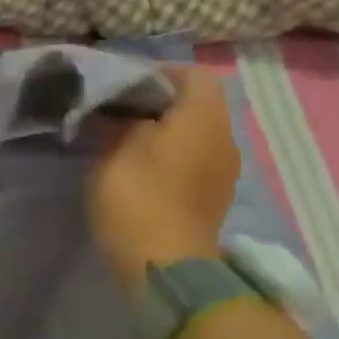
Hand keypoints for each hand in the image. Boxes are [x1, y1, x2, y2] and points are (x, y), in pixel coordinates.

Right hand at [87, 65, 239, 292]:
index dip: (157, 73)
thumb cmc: (138, 196)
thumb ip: (119, 120)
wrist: (164, 265)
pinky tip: (138, 170)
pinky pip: (192, 161)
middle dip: (156, 104)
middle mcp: (223, 138)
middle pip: (194, 105)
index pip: (191, 74)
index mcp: (203, 117)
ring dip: (161, 132)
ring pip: (193, 134)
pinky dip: (168, 157)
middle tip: (115, 112)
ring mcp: (222, 172)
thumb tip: (119, 112)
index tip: (121, 86)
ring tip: (121, 140)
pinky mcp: (212, 198)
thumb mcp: (114, 147)